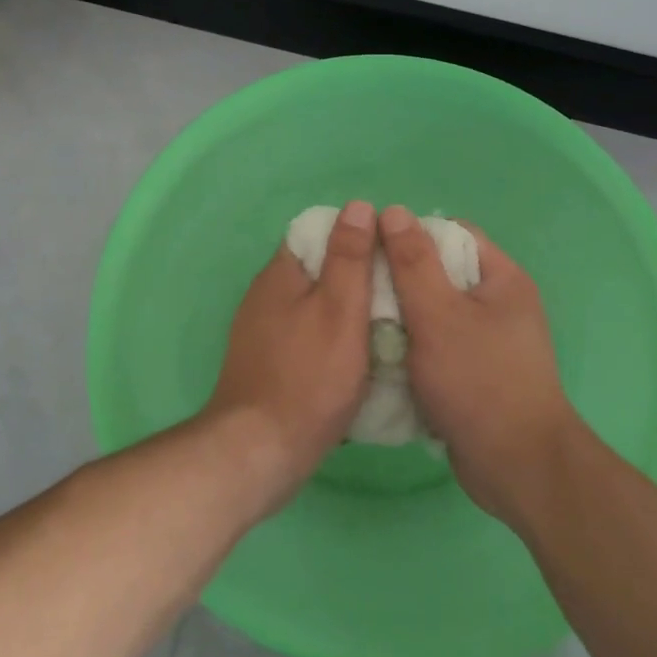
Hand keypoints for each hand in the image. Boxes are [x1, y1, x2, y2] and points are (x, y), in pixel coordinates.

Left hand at [205, 199, 375, 512]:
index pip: (318, 233)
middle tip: (396, 291)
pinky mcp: (267, 364)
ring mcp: (261, 332)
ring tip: (385, 325)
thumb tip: (359, 206)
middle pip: (316, 270)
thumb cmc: (309, 376)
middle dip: (354, 276)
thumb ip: (349, 258)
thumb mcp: (340, 309)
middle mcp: (265, 296)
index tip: (390, 252)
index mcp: (280, 274)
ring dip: (345, 311)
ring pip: (312, 306)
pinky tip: (355, 359)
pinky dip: (331, 339)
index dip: (355, 236)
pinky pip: (305, 337)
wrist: (260, 451)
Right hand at [379, 204, 580, 523]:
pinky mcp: (475, 375)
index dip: (411, 234)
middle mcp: (499, 304)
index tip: (371, 248)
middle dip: (398, 279)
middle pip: (440, 274)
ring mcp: (488, 342)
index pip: (452, 233)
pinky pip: (436, 347)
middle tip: (358, 287)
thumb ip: (413, 263)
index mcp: (501, 278)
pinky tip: (379, 356)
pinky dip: (411, 349)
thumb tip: (393, 211)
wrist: (517, 468)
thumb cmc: (479, 382)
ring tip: (360, 321)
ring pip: (434, 314)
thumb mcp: (438, 315)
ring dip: (400, 318)